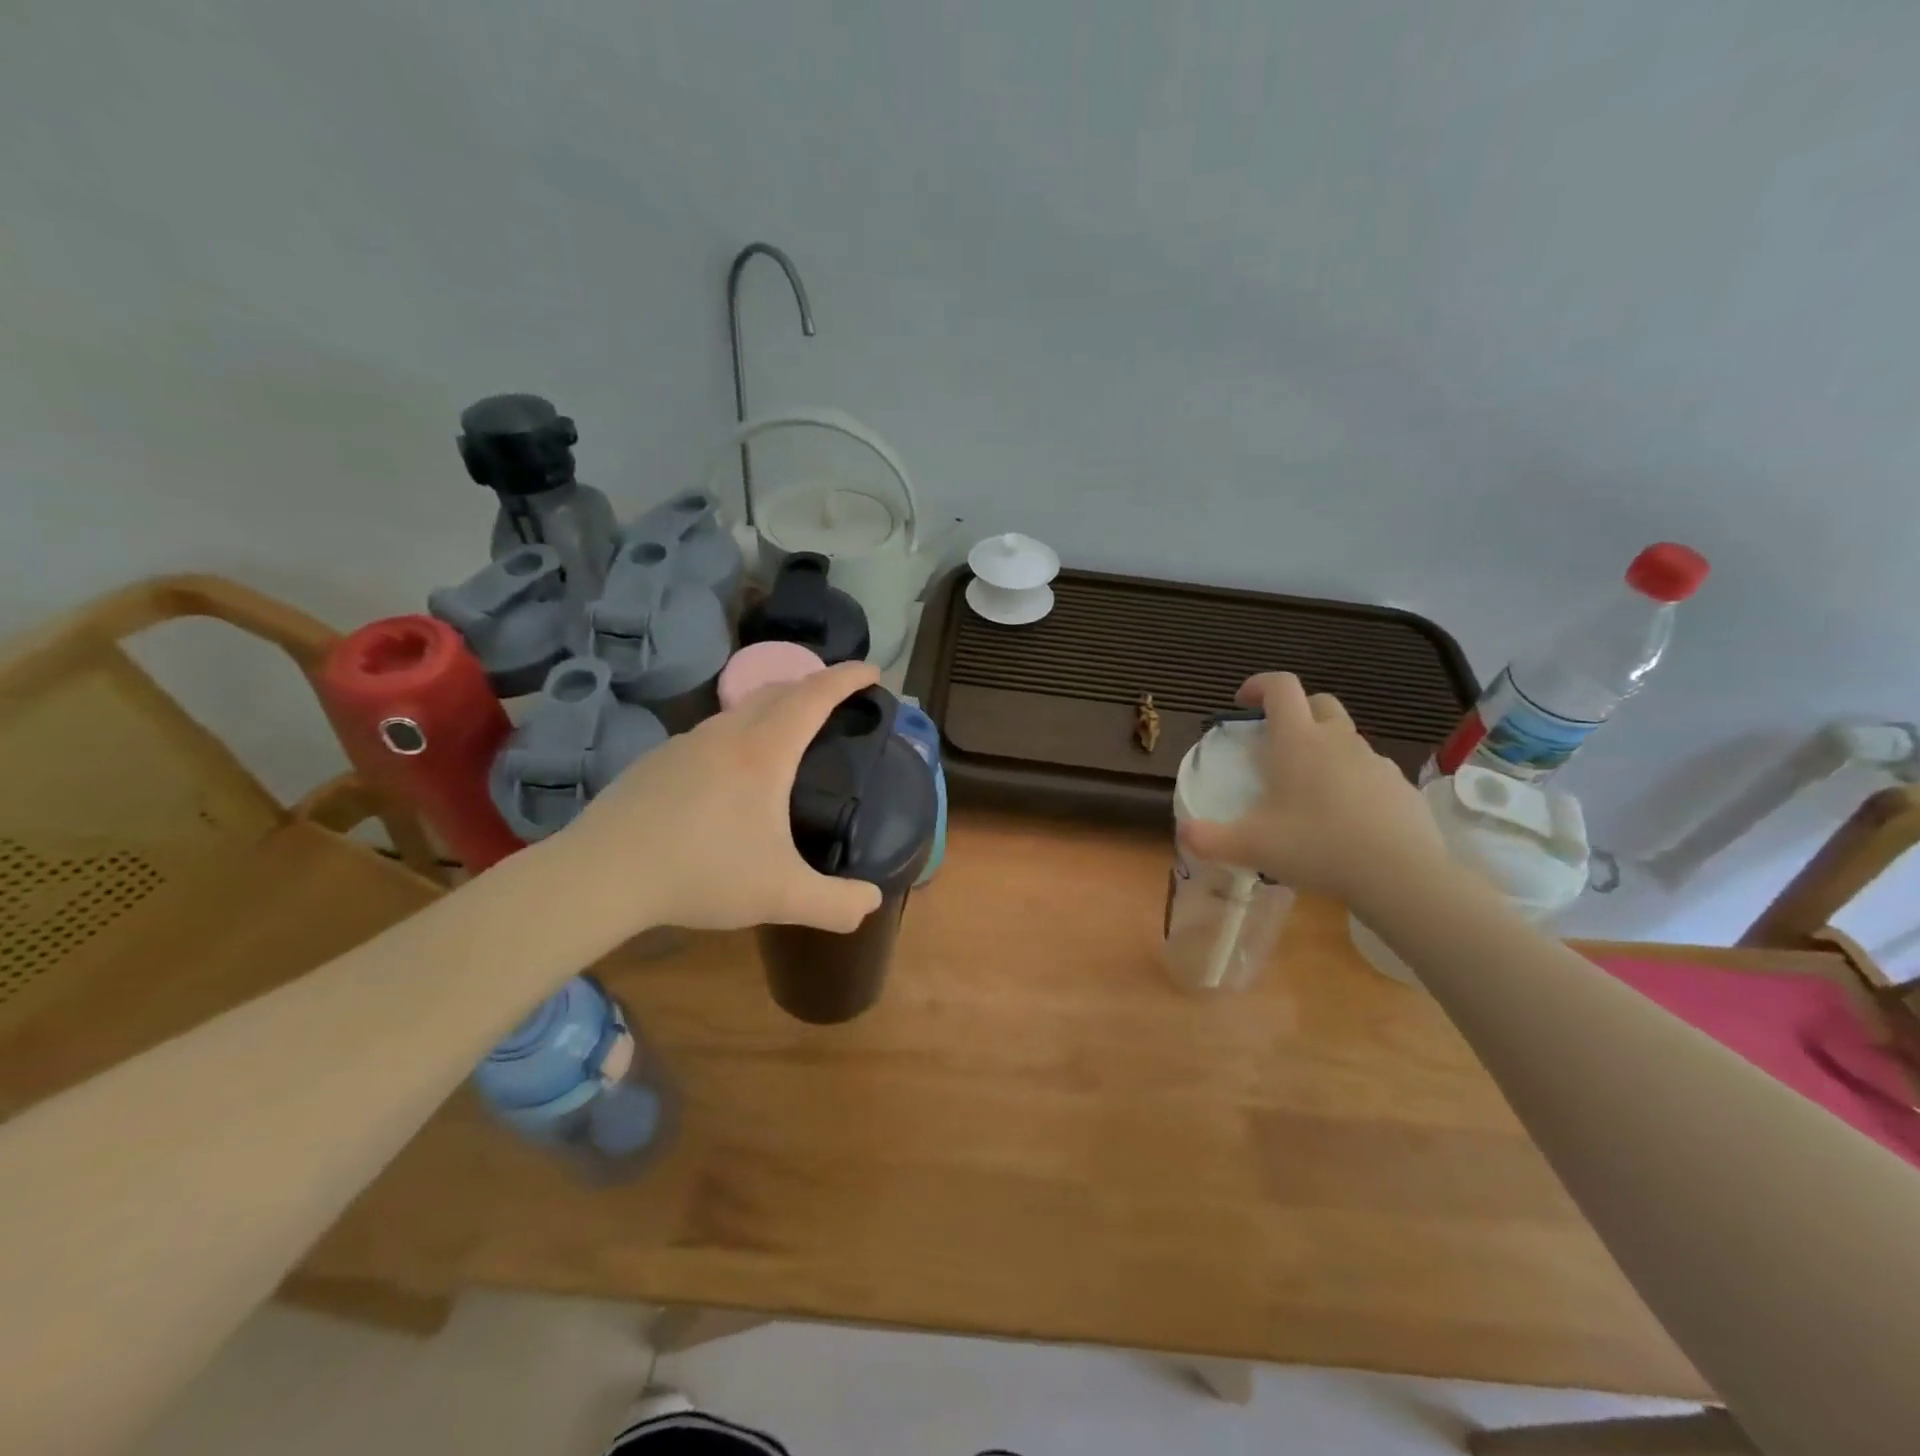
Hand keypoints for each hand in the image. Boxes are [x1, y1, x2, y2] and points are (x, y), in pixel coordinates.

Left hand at [554, 662, 886, 935]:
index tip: (872, 671)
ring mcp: (684, 744)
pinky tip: (727, 776)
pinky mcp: (655, 762)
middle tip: (834, 702)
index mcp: (764, 752)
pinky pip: (709, 734)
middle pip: (777, 690)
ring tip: (784, 737)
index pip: (815, 696)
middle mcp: (726, 735)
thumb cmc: (702, 873)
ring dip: (771, 709)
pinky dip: (736, 735)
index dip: (847, 678)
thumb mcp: (782, 896)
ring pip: (738, 711)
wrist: (602, 874)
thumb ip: (836, 903)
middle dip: (812, 686)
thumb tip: (871, 903)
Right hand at [1178, 672, 1449, 903]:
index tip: (1242, 702)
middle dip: (1296, 710)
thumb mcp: (1250, 847)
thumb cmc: (1316, 847)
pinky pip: (1368, 771)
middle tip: (1276, 741)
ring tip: (1307, 789)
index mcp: (1298, 741)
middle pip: (1319, 702)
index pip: (1281, 687)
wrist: (1400, 875)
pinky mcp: (1399, 787)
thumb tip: (1183, 833)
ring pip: (1346, 738)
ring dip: (1324, 748)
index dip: (1259, 685)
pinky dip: (1351, 780)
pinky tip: (1343, 817)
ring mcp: (1374, 762)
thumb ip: (1208, 839)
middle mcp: (1337, 741)